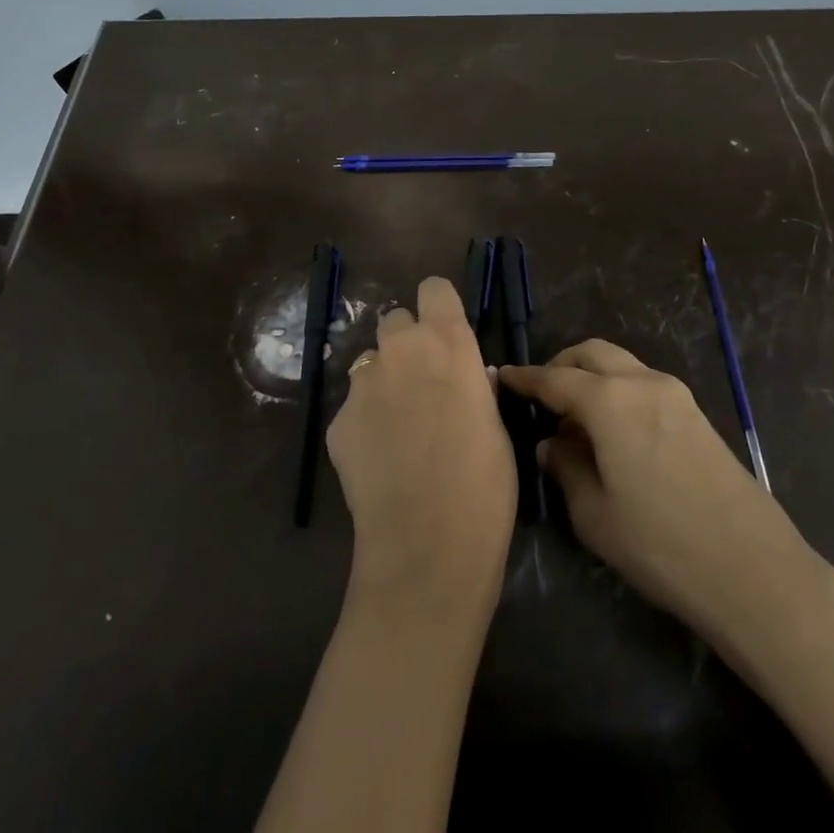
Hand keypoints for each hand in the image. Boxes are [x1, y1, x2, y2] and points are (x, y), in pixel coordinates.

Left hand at [327, 277, 516, 616]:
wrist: (427, 543)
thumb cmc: (484, 485)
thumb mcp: (496, 427)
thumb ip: (477, 386)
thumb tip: (472, 374)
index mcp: (448, 344)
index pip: (433, 289)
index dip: (438, 307)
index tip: (445, 331)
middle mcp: (401, 350)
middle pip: (395, 319)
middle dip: (407, 343)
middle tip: (421, 383)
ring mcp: (362, 384)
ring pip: (370, 362)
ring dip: (384, 380)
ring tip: (398, 426)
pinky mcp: (337, 419)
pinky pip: (353, 405)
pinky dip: (365, 421)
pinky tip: (379, 459)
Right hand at [498, 341, 825, 648]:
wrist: (754, 572)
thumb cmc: (661, 545)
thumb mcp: (595, 514)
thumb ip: (566, 468)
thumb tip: (553, 444)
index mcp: (610, 401)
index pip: (554, 379)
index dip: (524, 378)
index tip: (501, 378)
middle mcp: (642, 383)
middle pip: (591, 354)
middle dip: (560, 366)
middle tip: (539, 397)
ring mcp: (676, 396)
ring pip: (621, 365)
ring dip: (591, 378)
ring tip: (574, 420)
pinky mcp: (696, 415)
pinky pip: (644, 385)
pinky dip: (617, 392)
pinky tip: (611, 433)